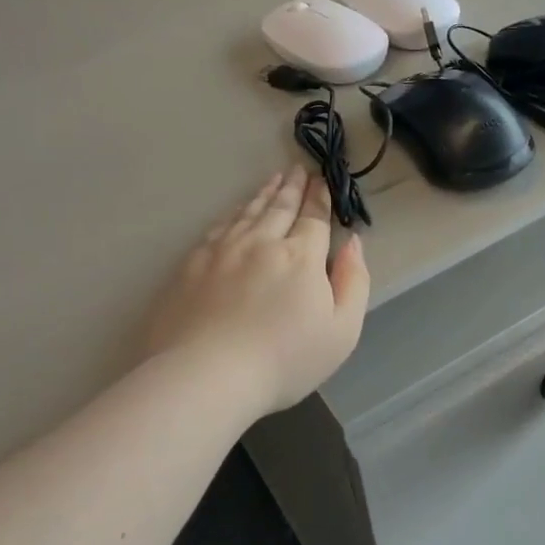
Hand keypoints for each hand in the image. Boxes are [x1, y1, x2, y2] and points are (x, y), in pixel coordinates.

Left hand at [145, 170, 370, 416]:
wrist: (206, 375)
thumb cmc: (284, 360)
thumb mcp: (342, 331)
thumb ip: (353, 281)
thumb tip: (353, 243)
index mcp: (300, 256)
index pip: (313, 218)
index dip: (320, 198)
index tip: (321, 180)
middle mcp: (261, 242)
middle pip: (280, 207)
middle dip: (292, 187)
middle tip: (297, 169)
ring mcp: (222, 251)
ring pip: (247, 212)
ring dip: (264, 193)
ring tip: (273, 180)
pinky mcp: (191, 265)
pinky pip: (218, 227)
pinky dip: (232, 213)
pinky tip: (234, 212)